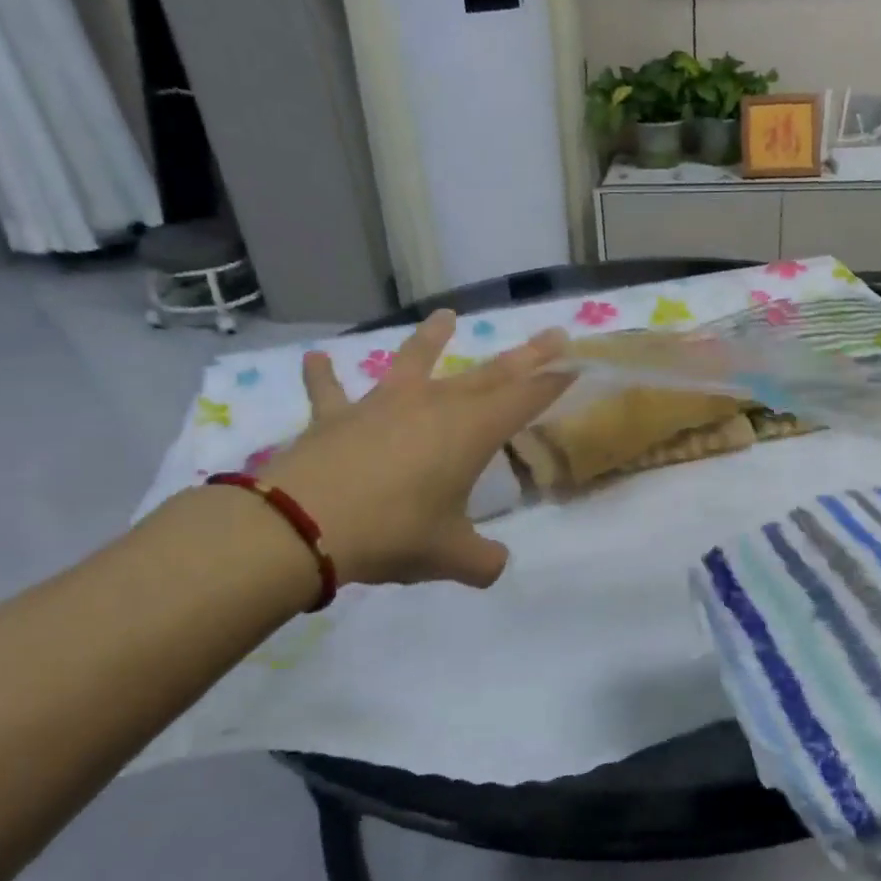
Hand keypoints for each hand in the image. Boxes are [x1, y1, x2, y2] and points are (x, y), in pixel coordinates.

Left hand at [256, 312, 569, 589]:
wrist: (304, 524)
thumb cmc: (394, 533)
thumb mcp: (451, 556)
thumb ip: (483, 561)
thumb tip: (495, 565)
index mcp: (470, 432)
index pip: (525, 399)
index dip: (553, 384)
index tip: (576, 366)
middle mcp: (433, 405)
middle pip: (489, 373)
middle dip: (526, 356)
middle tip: (553, 334)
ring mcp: (382, 405)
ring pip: (414, 361)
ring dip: (432, 337)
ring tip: (446, 315)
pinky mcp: (335, 417)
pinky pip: (330, 390)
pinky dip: (324, 375)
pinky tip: (316, 358)